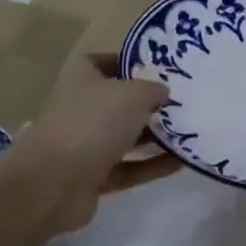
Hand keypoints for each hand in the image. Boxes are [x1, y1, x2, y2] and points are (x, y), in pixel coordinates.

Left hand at [12, 54, 175, 231]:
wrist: (55, 184)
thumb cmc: (94, 123)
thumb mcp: (134, 94)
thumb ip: (153, 90)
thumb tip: (163, 93)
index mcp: (81, 79)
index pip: (101, 62)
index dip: (127, 63)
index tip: (158, 69)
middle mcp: (80, 109)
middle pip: (118, 102)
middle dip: (149, 104)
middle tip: (184, 103)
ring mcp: (84, 145)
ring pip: (125, 137)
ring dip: (155, 136)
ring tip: (190, 132)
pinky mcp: (93, 177)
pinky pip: (129, 168)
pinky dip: (152, 165)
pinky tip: (182, 162)